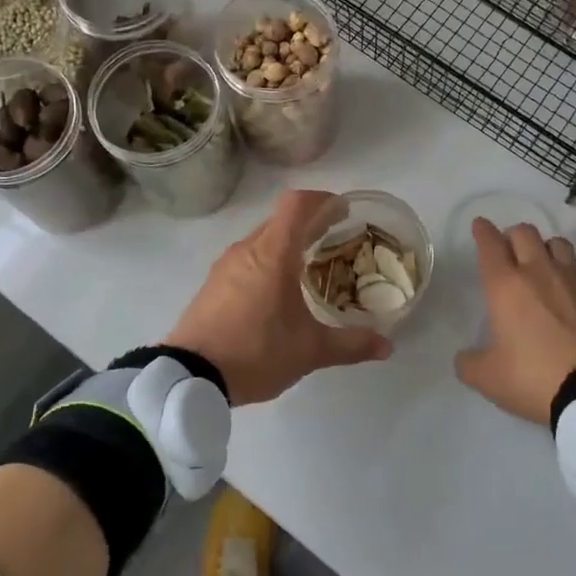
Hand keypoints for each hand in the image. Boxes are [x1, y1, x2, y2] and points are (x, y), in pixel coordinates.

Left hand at [166, 190, 393, 405]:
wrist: (188, 377)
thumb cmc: (255, 352)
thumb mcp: (310, 351)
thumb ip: (351, 345)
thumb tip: (387, 346)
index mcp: (273, 253)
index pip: (297, 204)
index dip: (322, 199)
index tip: (343, 210)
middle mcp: (248, 249)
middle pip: (281, 219)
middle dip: (310, 222)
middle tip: (335, 238)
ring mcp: (225, 265)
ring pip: (262, 238)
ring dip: (287, 242)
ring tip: (309, 266)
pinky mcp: (213, 283)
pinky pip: (247, 258)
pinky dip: (268, 260)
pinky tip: (278, 290)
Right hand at [455, 219, 575, 424]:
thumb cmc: (534, 377)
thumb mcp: (489, 378)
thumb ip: (469, 363)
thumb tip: (465, 357)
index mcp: (505, 286)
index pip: (490, 245)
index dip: (482, 231)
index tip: (479, 225)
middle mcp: (538, 272)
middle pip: (524, 232)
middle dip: (511, 236)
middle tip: (507, 251)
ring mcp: (572, 279)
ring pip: (556, 242)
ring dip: (543, 247)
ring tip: (541, 264)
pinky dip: (570, 270)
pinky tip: (568, 286)